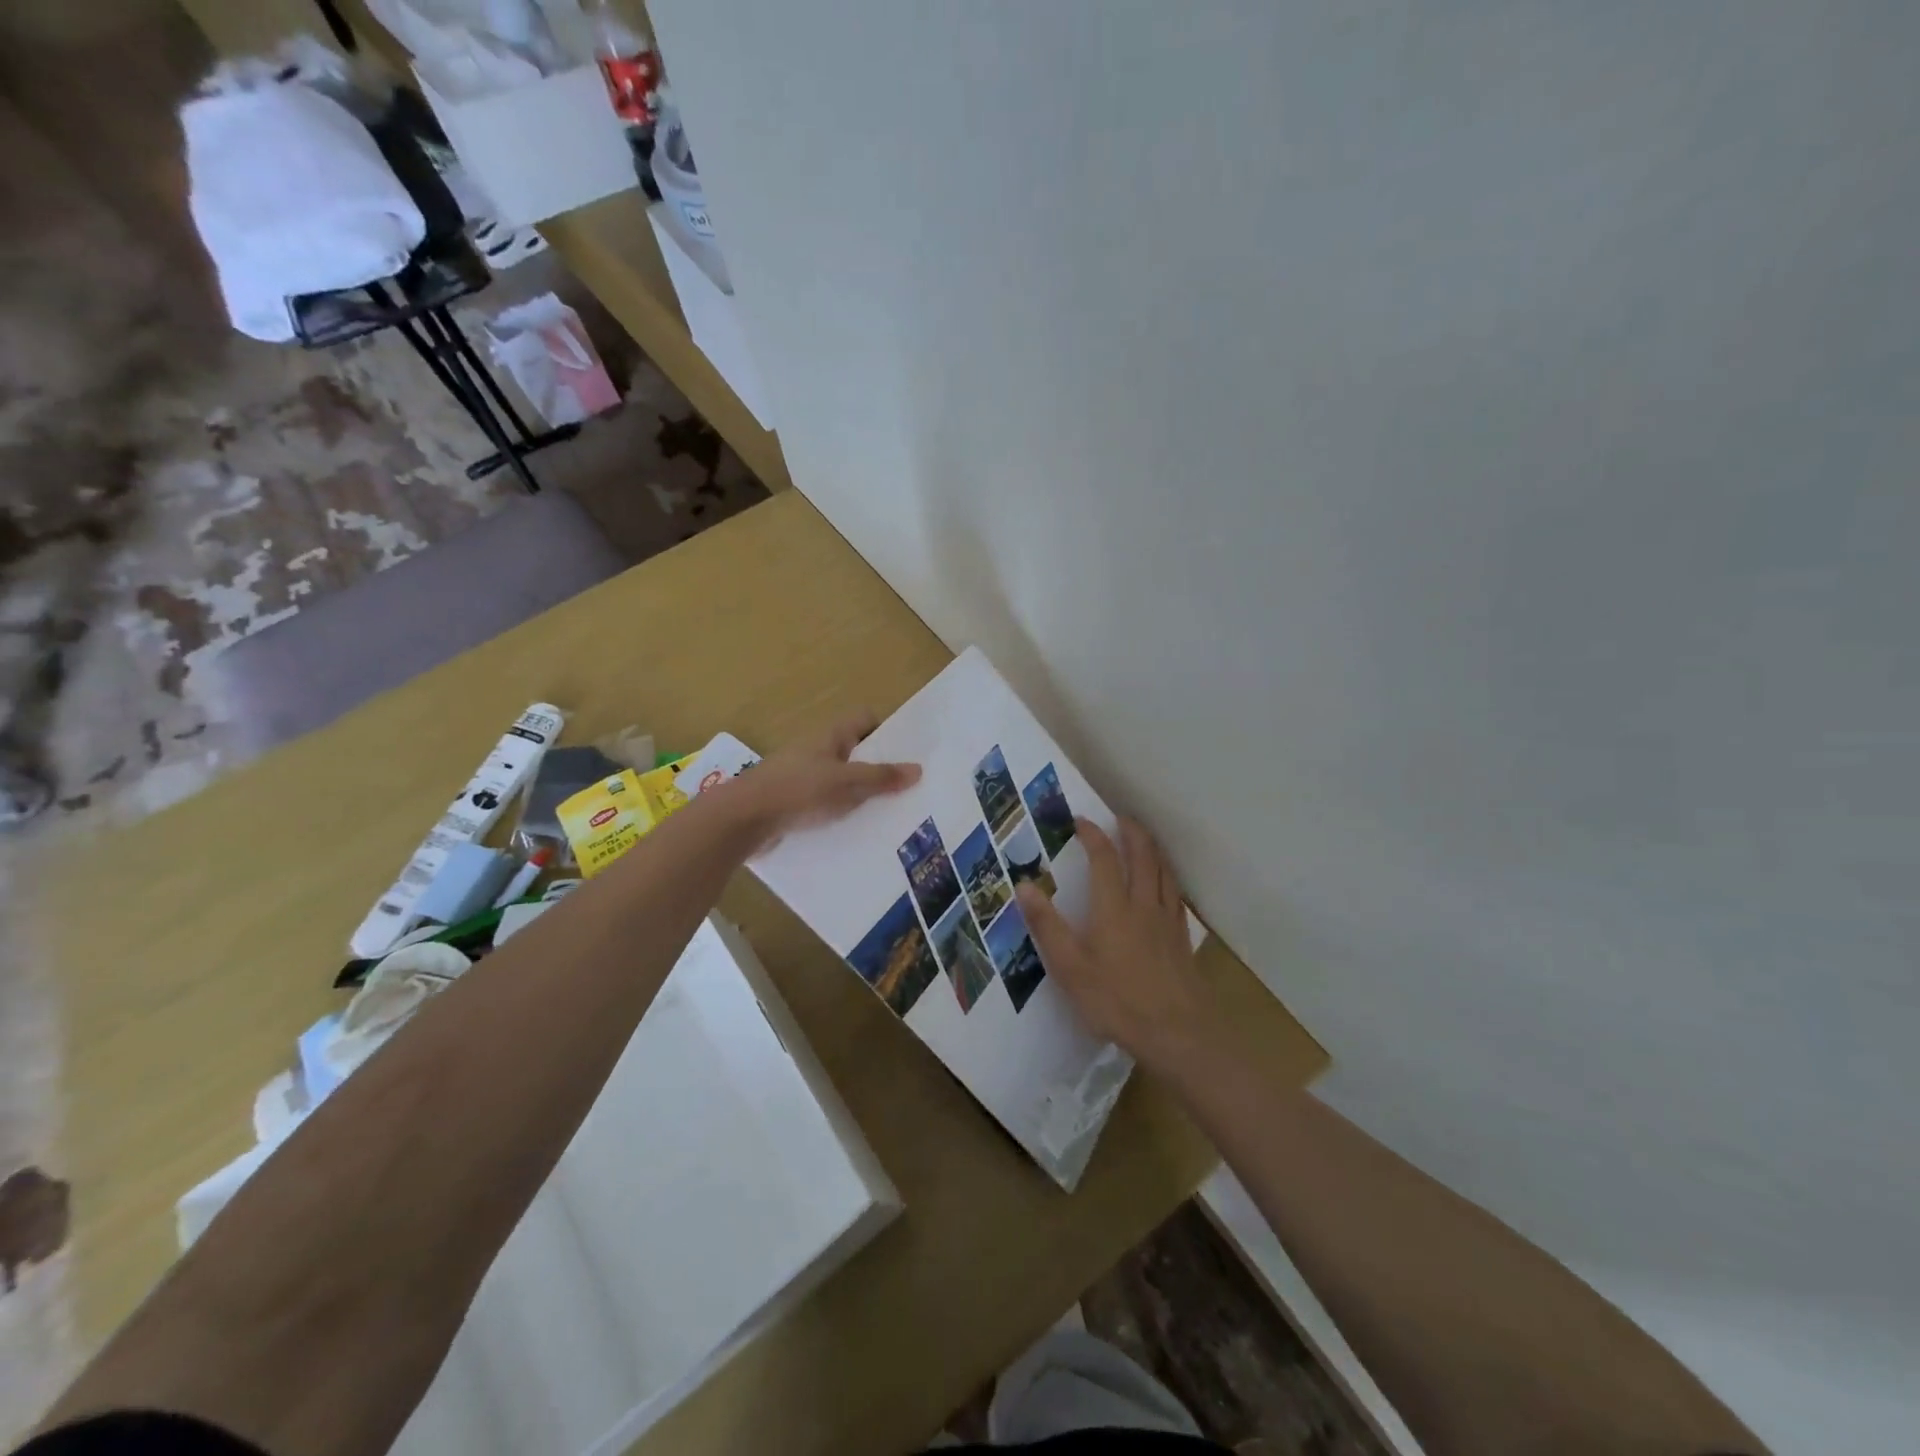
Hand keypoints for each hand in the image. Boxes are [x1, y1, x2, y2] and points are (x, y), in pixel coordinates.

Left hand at [721, 711, 919, 849]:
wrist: (743, 819)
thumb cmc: (798, 790)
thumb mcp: (846, 783)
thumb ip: (881, 777)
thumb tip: (918, 769)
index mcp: (830, 735)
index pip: (864, 719)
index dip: (886, 731)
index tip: (906, 754)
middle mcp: (817, 750)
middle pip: (855, 752)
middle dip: (878, 768)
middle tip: (906, 790)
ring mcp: (802, 776)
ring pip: (841, 780)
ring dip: (859, 795)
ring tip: (888, 814)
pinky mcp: (793, 802)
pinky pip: (825, 802)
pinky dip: (840, 813)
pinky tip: (855, 831)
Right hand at [1016, 817, 1223, 1075]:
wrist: (1178, 1032)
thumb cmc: (1117, 1000)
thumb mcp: (1070, 967)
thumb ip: (1047, 926)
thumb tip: (1024, 885)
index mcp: (1113, 907)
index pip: (1104, 858)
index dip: (1092, 835)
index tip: (1080, 820)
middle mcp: (1143, 904)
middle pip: (1142, 854)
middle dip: (1130, 830)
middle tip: (1118, 817)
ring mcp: (1167, 920)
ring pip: (1163, 870)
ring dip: (1151, 848)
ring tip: (1142, 839)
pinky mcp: (1181, 937)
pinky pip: (1174, 893)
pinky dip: (1167, 876)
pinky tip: (1165, 884)